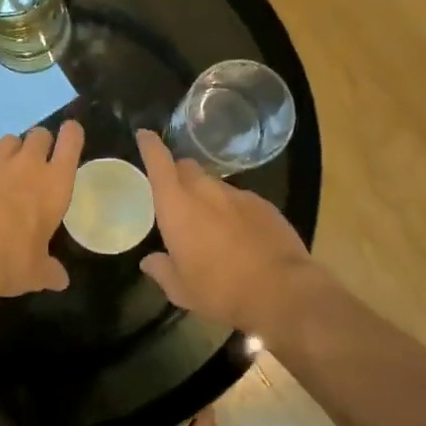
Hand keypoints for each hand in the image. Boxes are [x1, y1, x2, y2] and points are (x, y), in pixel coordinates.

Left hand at [0, 121, 84, 305]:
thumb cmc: (10, 263)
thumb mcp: (36, 273)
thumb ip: (50, 271)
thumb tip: (60, 281)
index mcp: (54, 185)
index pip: (71, 142)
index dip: (71, 134)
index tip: (70, 135)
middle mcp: (27, 164)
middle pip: (39, 134)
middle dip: (39, 145)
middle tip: (33, 165)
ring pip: (7, 140)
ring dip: (9, 153)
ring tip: (1, 173)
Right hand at [135, 129, 319, 338]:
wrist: (281, 291)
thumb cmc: (220, 290)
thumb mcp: (182, 290)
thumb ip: (162, 270)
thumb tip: (149, 261)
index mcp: (177, 206)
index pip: (159, 164)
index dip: (150, 147)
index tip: (145, 135)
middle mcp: (206, 192)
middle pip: (187, 168)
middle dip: (178, 174)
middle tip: (176, 196)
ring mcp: (238, 195)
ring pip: (215, 185)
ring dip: (207, 197)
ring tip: (210, 225)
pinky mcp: (264, 205)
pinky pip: (240, 200)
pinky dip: (233, 210)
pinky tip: (239, 235)